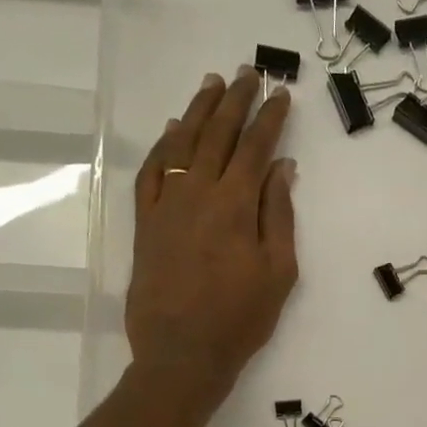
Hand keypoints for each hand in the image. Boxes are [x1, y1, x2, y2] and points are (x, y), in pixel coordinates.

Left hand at [128, 68, 298, 393]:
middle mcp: (198, 193)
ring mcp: (166, 205)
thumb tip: (282, 168)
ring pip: (182, 144)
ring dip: (199, 111)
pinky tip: (173, 132)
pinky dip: (163, 146)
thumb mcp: (277, 272)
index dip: (270, 118)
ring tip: (212, 86)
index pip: (255, 148)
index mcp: (235, 204)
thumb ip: (279, 215)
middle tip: (247, 73)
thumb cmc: (240, 318)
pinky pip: (152, 172)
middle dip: (235, 101)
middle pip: (217, 135)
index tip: (281, 94)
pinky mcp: (145, 223)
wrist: (182, 352)